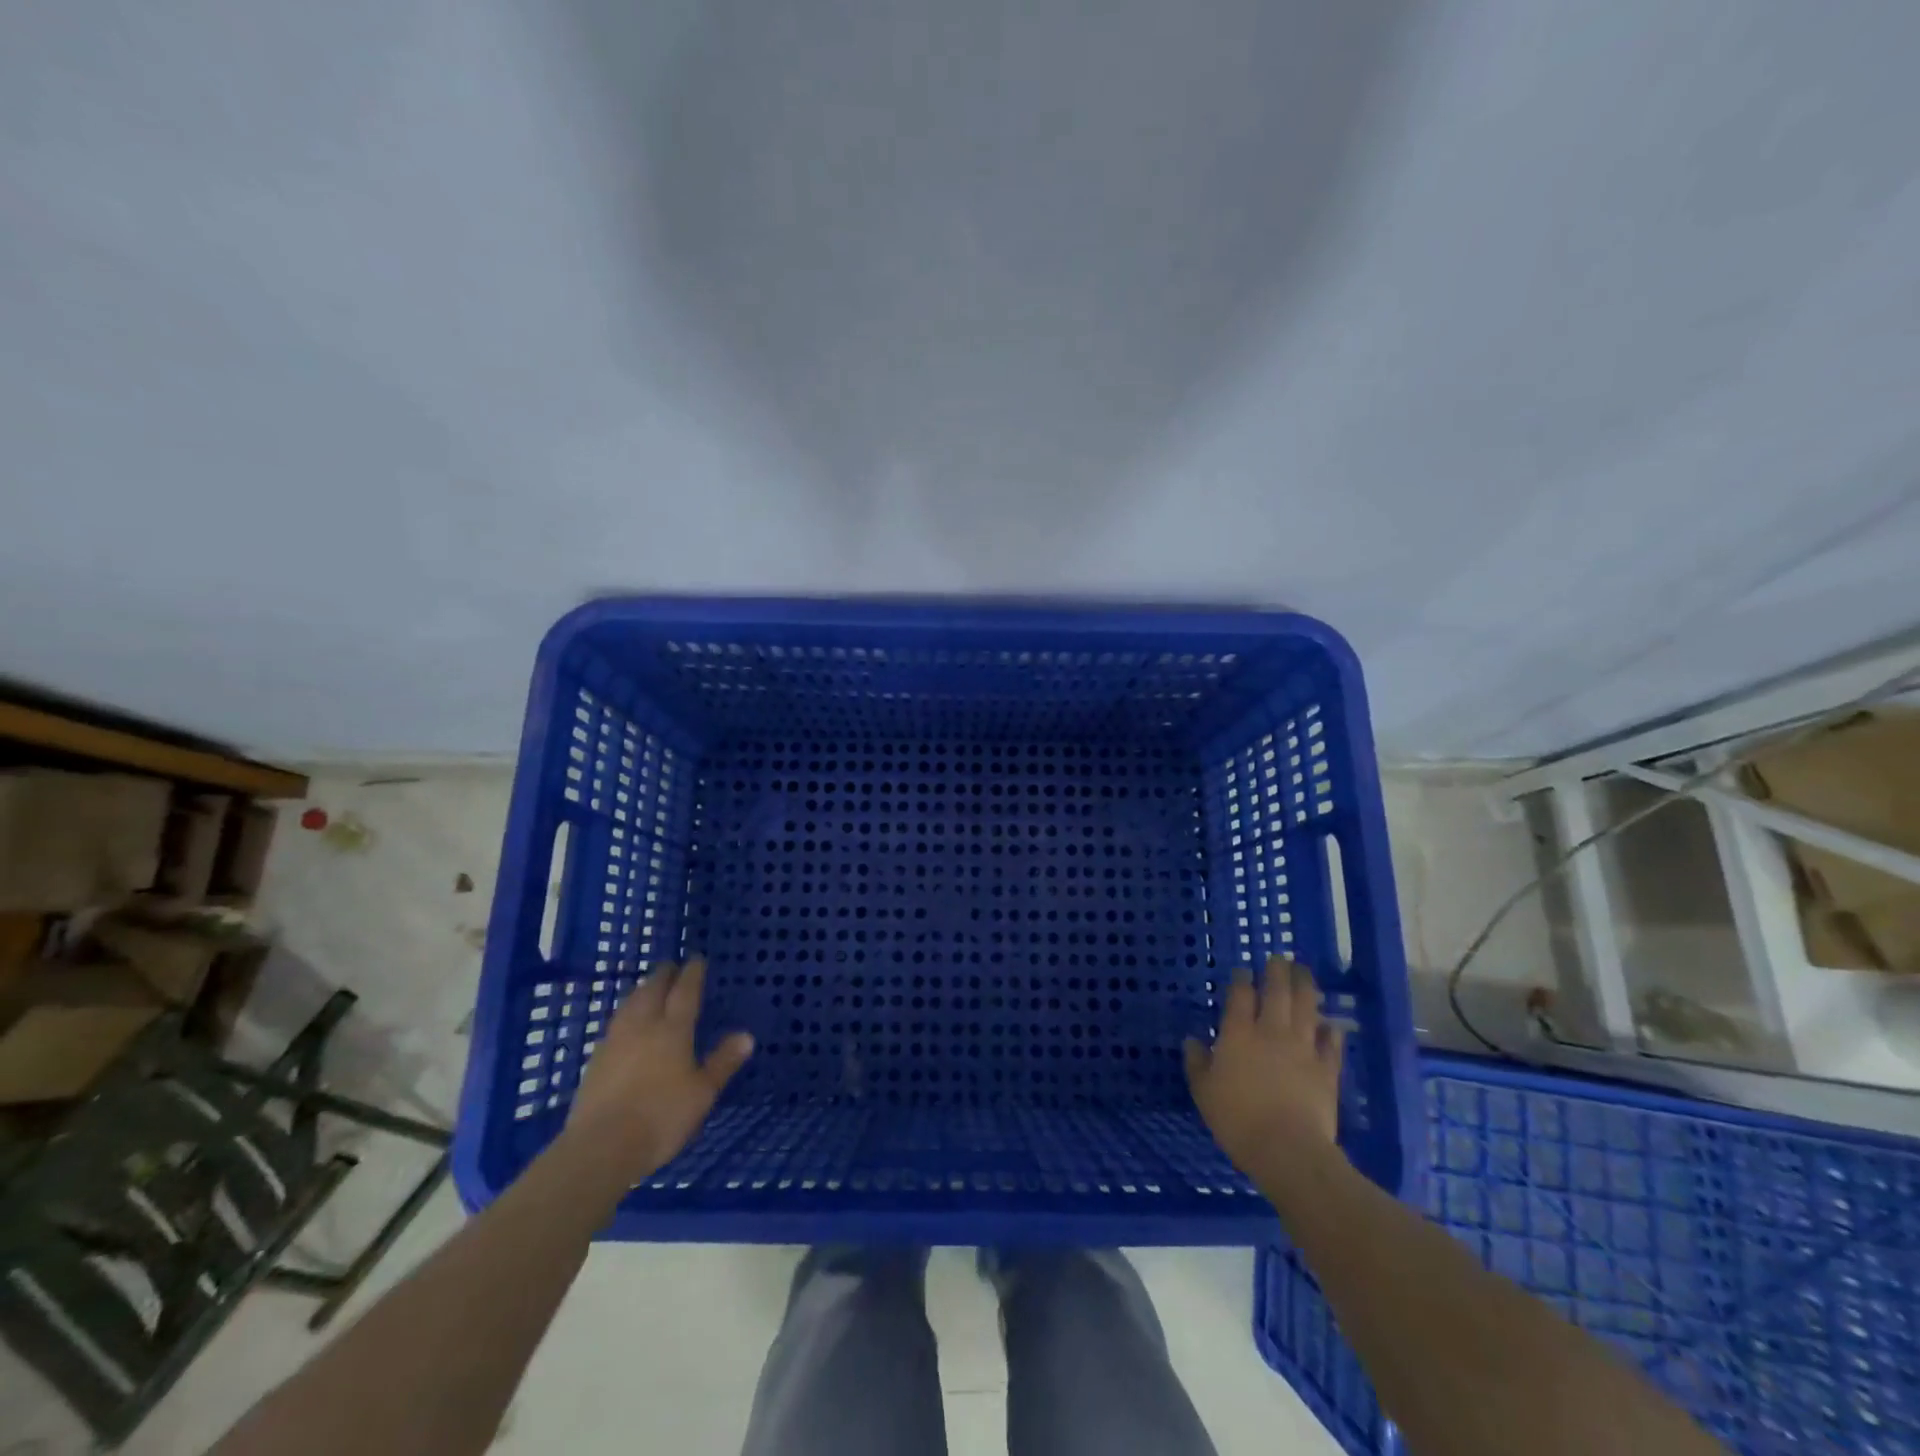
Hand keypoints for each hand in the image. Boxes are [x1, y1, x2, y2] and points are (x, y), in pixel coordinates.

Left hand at [564, 958, 752, 1180]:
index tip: (696, 959)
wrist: (601, 1146)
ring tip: (648, 987)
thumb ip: (722, 1062)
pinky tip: (625, 1024)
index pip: (685, 991)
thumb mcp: (702, 1092)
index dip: (692, 973)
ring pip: (629, 1004)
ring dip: (641, 991)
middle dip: (663, 975)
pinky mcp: (595, 1061)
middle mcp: (643, 1026)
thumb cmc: (661, 1117)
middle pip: (652, 991)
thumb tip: (746, 1035)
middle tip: (671, 966)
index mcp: (673, 1030)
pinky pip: (614, 1024)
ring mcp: (615, 1042)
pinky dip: (625, 1014)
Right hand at [1185, 955, 1344, 1174]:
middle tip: (1279, 958)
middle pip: (1277, 992)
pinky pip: (1332, 1044)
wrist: (1288, 1149)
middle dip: (1277, 972)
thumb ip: (1198, 1063)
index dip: (1241, 979)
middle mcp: (1271, 1031)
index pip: (1240, 996)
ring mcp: (1303, 1048)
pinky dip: (1331, 1031)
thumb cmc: (1237, 1119)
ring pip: (1306, 1008)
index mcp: (1238, 1033)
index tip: (1242, 969)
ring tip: (1305, 973)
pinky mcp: (1327, 1070)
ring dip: (1305, 987)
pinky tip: (1331, 1024)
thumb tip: (1192, 1041)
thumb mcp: (1204, 1092)